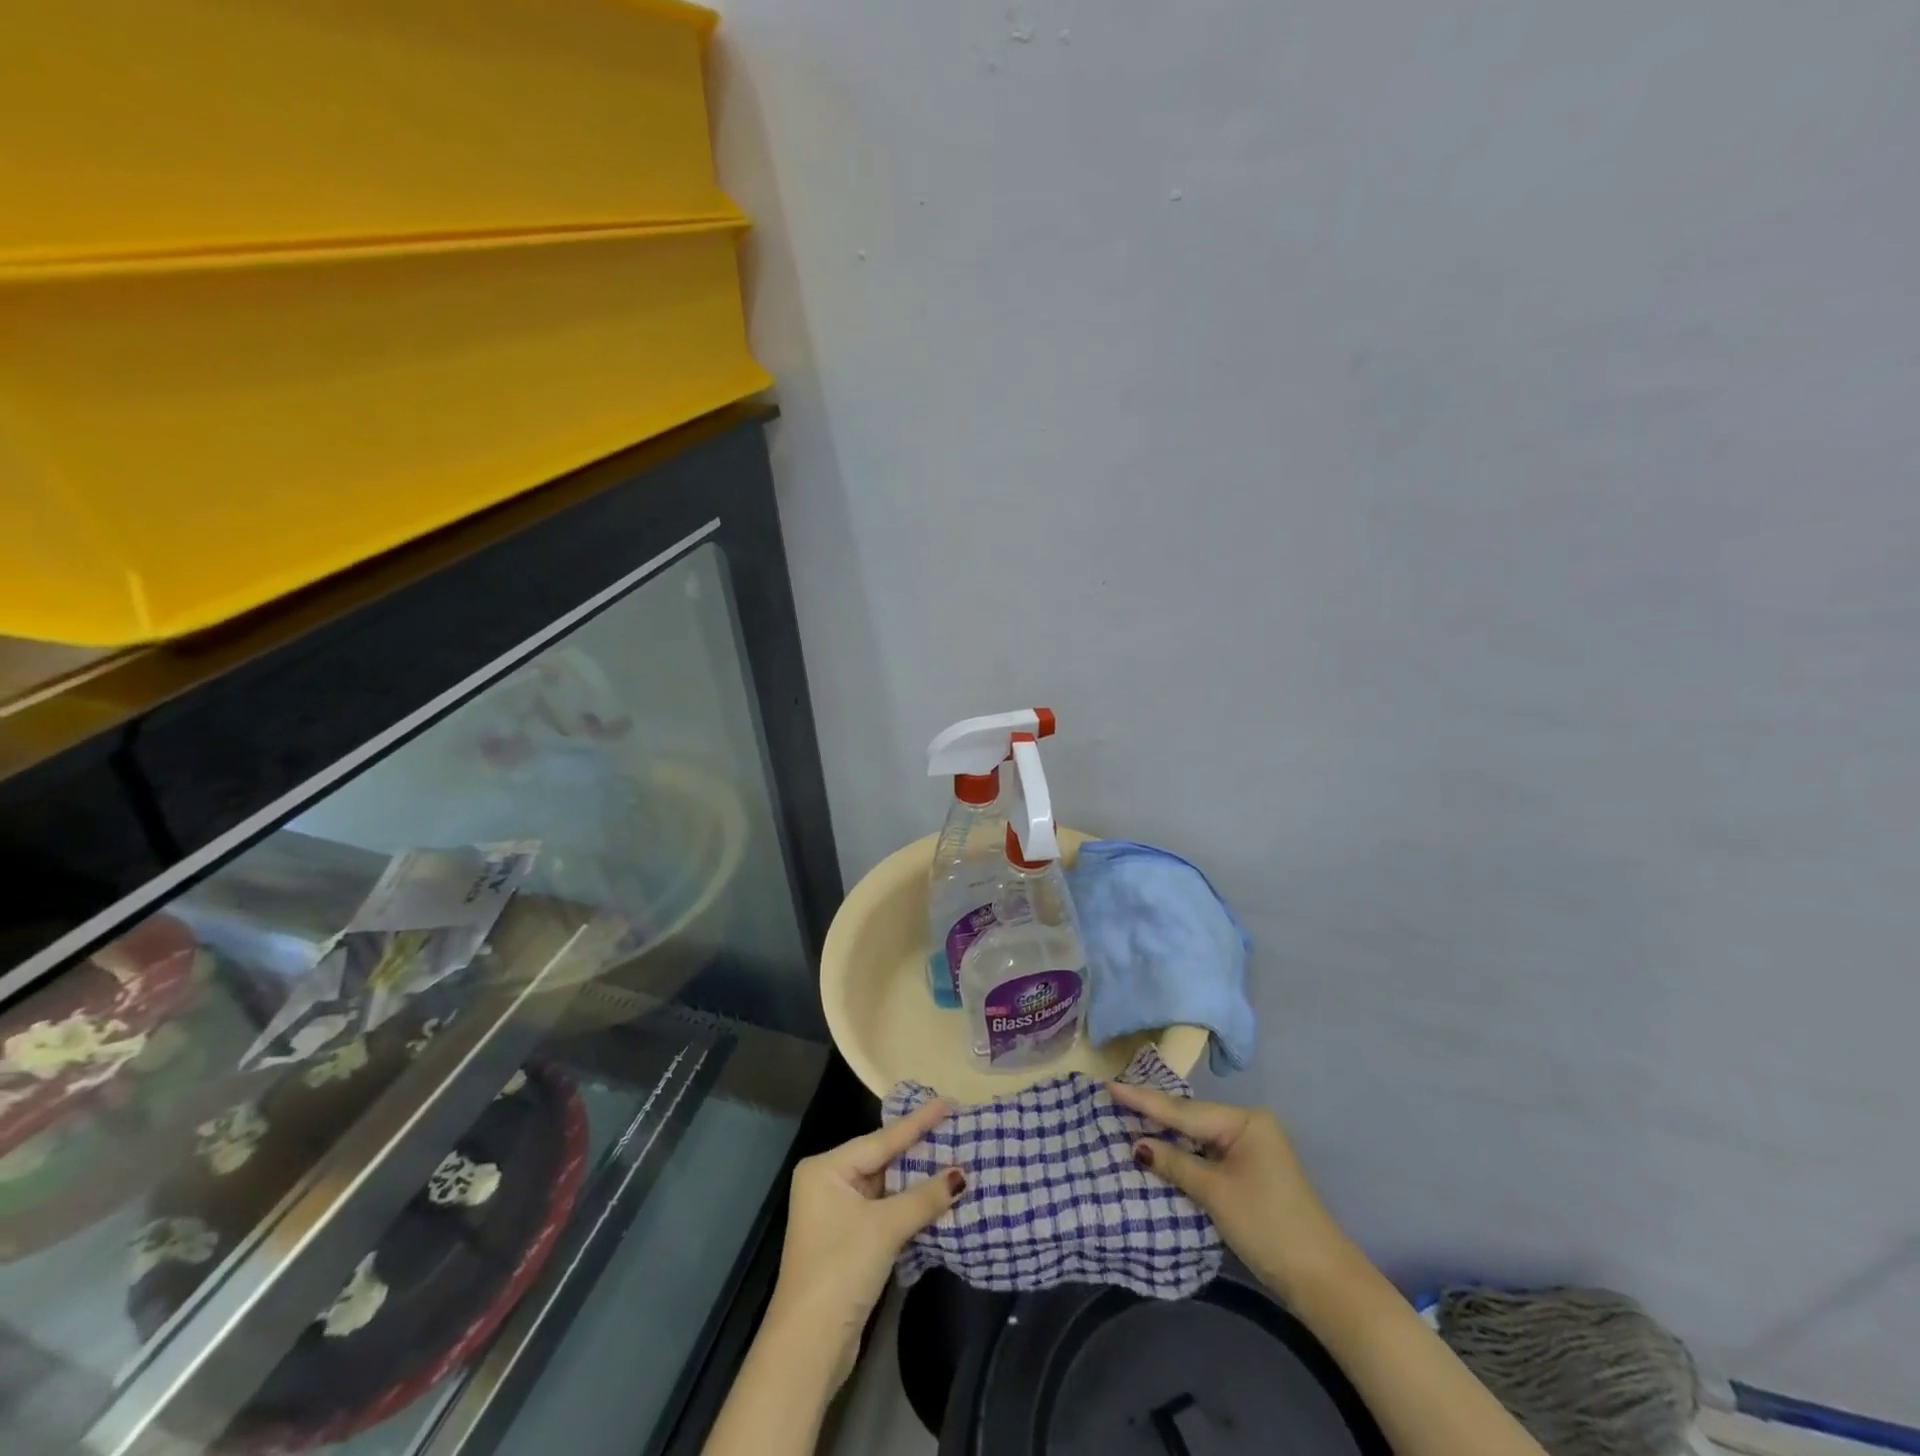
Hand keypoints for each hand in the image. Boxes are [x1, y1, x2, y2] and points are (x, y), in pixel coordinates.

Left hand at [765, 1098, 966, 1387]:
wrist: (808, 1347)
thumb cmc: (841, 1270)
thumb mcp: (885, 1227)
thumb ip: (924, 1197)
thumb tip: (962, 1174)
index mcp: (826, 1168)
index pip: (881, 1139)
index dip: (918, 1122)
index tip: (948, 1101)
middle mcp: (828, 1183)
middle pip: (883, 1159)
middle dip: (920, 1149)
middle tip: (955, 1127)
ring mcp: (837, 1213)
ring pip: (886, 1187)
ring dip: (918, 1180)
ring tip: (955, 1156)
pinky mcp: (849, 1241)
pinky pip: (885, 1210)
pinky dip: (910, 1206)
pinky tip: (937, 1196)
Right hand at [1107, 1082, 1359, 1302]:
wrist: (1323, 1281)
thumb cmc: (1268, 1226)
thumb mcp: (1216, 1193)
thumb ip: (1175, 1163)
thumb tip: (1138, 1145)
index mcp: (1244, 1121)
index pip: (1183, 1111)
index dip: (1143, 1100)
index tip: (1109, 1084)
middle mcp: (1248, 1125)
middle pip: (1190, 1117)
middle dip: (1153, 1112)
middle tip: (1113, 1097)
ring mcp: (1251, 1149)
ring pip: (1198, 1135)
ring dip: (1167, 1133)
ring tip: (1127, 1116)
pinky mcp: (1250, 1172)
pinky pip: (1207, 1152)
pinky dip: (1183, 1152)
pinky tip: (1160, 1147)